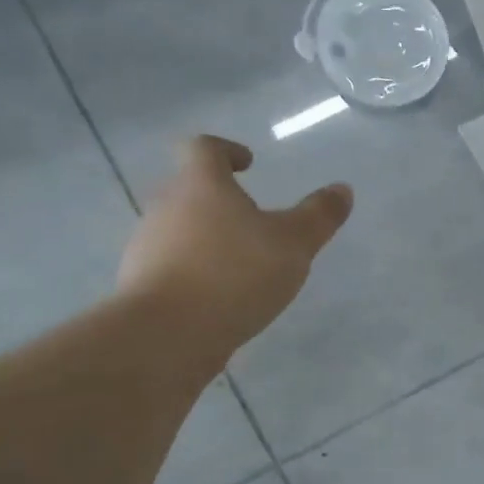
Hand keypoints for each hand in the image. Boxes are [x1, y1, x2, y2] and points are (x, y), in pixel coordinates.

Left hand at [118, 136, 351, 368]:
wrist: (166, 335)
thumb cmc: (234, 273)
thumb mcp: (294, 243)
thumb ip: (319, 215)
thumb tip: (342, 189)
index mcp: (200, 185)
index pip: (203, 148)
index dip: (226, 150)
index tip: (248, 163)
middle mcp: (166, 207)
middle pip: (188, 188)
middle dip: (219, 198)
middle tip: (253, 217)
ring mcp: (147, 247)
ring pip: (179, 229)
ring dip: (208, 237)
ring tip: (242, 262)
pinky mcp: (141, 286)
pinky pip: (171, 266)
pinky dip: (196, 271)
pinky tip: (221, 296)